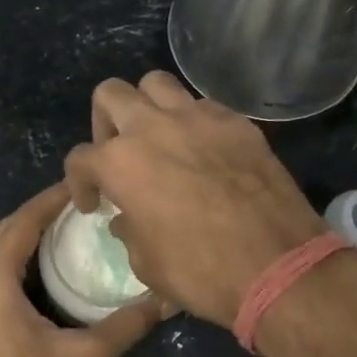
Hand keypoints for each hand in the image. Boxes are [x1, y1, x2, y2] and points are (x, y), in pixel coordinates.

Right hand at [64, 72, 327, 329]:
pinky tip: (203, 150)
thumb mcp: (146, 264)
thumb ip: (129, 230)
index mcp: (121, 163)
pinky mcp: (236, 122)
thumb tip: (126, 218)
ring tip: (157, 137)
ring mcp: (198, 118)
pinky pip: (203, 105)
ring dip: (147, 107)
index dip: (79, 182)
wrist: (277, 266)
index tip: (93, 204)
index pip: (80, 158)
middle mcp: (153, 127)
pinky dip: (193, 121)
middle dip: (104, 121)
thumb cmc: (201, 272)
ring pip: (157, 83)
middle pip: (111, 94)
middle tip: (116, 153)